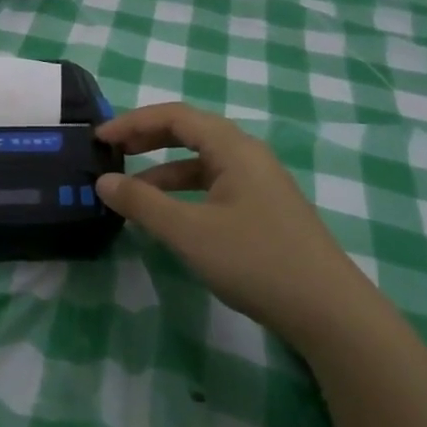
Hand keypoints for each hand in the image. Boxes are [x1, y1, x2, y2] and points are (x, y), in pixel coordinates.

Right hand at [95, 104, 388, 350]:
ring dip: (163, 170)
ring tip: (130, 191)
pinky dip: (183, 192)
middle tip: (112, 153)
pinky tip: (168, 216)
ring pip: (202, 163)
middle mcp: (248, 156)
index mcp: (234, 148)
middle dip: (147, 138)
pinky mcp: (263, 210)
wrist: (328, 310)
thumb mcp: (189, 231)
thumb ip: (142, 203)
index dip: (133, 122)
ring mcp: (259, 184)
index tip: (99, 139)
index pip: (176, 116)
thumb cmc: (255, 260)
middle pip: (190, 132)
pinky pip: (213, 186)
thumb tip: (103, 181)